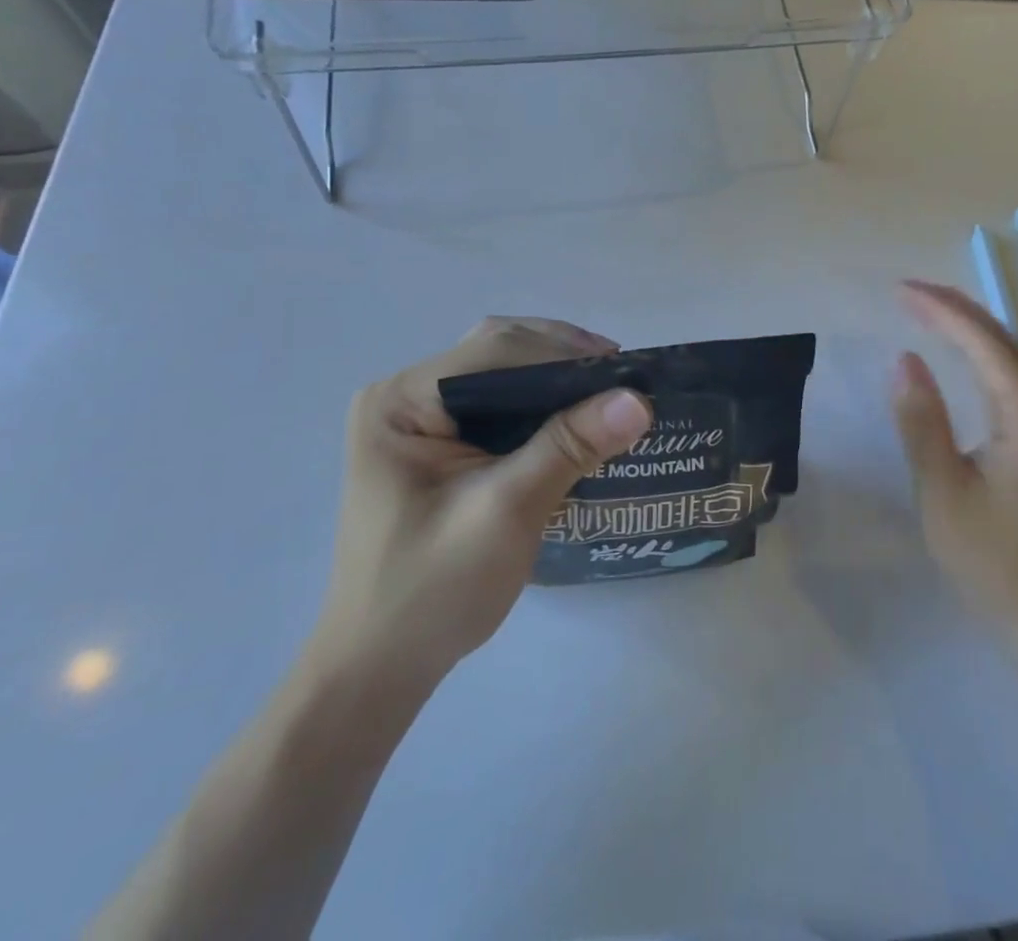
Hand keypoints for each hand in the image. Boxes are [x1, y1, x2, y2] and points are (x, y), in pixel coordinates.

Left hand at [307, 317, 652, 722]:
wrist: (380, 668)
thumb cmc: (433, 592)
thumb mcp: (506, 513)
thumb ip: (568, 447)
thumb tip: (638, 399)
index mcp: (401, 400)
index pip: (494, 350)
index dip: (564, 353)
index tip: (626, 370)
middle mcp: (403, 395)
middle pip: (496, 351)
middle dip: (561, 358)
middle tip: (622, 379)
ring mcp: (416, 418)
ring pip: (499, 372)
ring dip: (554, 377)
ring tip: (608, 393)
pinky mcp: (433, 442)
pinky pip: (495, 402)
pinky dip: (539, 403)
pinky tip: (573, 418)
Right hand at [893, 280, 1017, 637]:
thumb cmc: (990, 555)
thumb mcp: (943, 489)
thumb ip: (922, 421)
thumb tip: (904, 359)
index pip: (984, 343)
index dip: (942, 311)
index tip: (900, 291)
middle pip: (1001, 339)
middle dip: (954, 308)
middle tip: (906, 290)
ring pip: (1007, 353)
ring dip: (967, 325)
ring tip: (924, 306)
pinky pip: (1008, 374)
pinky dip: (978, 351)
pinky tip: (958, 348)